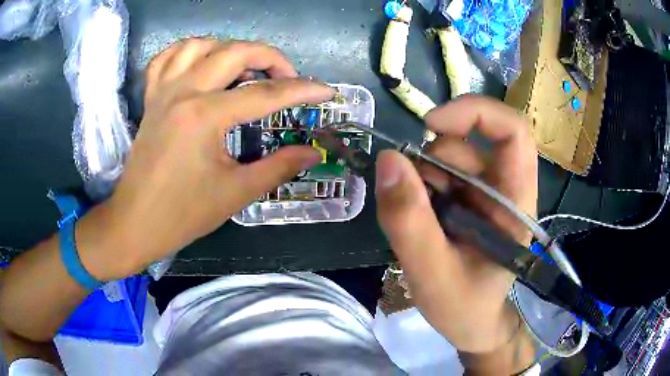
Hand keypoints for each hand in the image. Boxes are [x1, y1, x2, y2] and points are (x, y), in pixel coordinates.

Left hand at [77, 39, 333, 279]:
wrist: (135, 222)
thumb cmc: (182, 214)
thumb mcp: (235, 193)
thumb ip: (278, 167)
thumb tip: (313, 152)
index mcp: (204, 117)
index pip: (265, 94)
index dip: (302, 90)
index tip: (327, 91)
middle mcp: (183, 92)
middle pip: (235, 52)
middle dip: (271, 58)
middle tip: (287, 78)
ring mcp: (163, 91)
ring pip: (200, 45)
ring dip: (229, 48)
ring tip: (245, 68)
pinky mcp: (151, 98)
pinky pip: (166, 58)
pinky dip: (188, 51)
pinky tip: (201, 62)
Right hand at [375, 95, 537, 354]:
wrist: (472, 325)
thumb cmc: (464, 307)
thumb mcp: (432, 272)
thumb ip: (409, 221)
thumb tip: (388, 159)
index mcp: (515, 202)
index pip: (513, 131)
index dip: (476, 112)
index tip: (432, 125)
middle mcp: (504, 188)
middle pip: (469, 143)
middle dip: (431, 164)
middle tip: (412, 204)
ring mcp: (485, 193)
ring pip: (449, 158)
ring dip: (423, 181)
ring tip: (418, 224)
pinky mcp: (469, 200)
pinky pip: (439, 176)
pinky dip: (421, 190)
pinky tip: (420, 221)